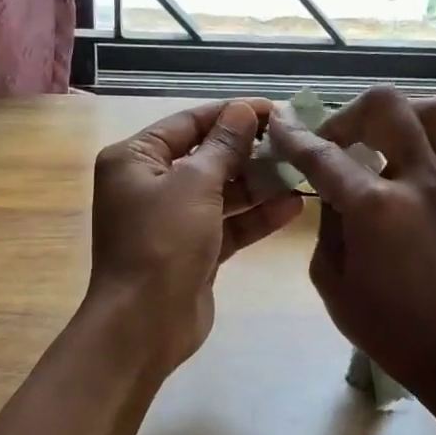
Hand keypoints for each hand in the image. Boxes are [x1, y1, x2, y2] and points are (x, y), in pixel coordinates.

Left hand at [88, 98, 304, 372]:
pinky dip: (255, 217)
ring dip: (258, 184)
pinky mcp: (193, 250)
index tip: (274, 109)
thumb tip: (243, 110)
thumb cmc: (162, 242)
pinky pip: (227, 224)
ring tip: (300, 170)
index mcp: (135, 159)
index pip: (188, 123)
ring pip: (221, 192)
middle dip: (248, 150)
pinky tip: (293, 206)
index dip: (231, 114)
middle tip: (294, 141)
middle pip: (206, 156)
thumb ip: (223, 146)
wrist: (145, 324)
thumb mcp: (194, 185)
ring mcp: (172, 220)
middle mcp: (149, 185)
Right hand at [268, 86, 435, 404]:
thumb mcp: (330, 278)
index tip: (280, 125)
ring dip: (409, 117)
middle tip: (339, 140)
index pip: (324, 154)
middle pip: (388, 107)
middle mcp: (420, 182)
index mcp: (374, 206)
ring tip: (390, 140)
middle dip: (351, 113)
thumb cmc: (384, 325)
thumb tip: (335, 189)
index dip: (294, 136)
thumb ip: (328, 223)